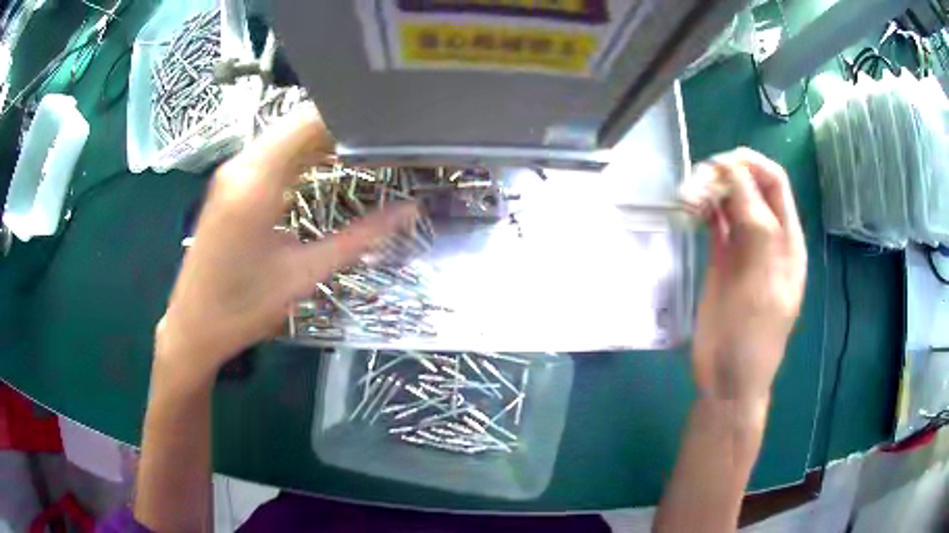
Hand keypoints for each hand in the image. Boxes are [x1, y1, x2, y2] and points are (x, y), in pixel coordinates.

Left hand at [155, 105, 416, 380]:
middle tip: (384, 141)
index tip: (389, 126)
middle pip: (297, 124)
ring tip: (364, 151)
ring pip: (283, 137)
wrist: (194, 326)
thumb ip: (360, 238)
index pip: (310, 121)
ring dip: (321, 141)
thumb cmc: (244, 306)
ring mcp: (231, 173)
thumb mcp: (305, 273)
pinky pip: (271, 155)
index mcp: (257, 180)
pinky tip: (324, 167)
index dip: (351, 116)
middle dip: (341, 127)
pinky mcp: (228, 185)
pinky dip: (300, 155)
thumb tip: (409, 212)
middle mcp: (241, 165)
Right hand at [688, 148, 806, 402]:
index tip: (718, 165)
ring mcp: (744, 249)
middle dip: (726, 175)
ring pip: (731, 202)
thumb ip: (755, 225)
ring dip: (711, 191)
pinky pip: (716, 223)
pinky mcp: (722, 261)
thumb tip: (733, 172)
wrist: (729, 379)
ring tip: (688, 198)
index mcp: (787, 240)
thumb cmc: (751, 335)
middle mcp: (767, 238)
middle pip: (751, 187)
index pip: (774, 182)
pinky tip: (690, 210)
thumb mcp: (761, 280)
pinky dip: (704, 210)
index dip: (749, 165)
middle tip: (697, 184)